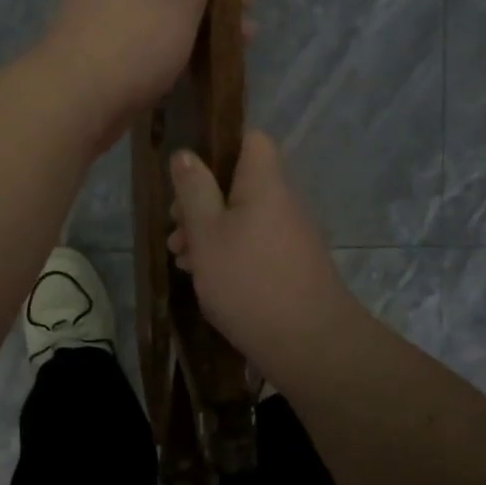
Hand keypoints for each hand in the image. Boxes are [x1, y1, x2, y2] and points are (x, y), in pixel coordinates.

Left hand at [38, 0, 233, 150]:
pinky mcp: (105, 54)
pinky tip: (201, 63)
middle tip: (247, 10)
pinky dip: (175, 46)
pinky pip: (147, 41)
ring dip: (198, 23)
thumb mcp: (179, 0)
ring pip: (160, 12)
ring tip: (239, 42)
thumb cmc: (135, 41)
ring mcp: (105, 18)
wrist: (75, 101)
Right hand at [167, 131, 355, 370]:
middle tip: (175, 228)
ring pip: (241, 216)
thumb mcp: (206, 233)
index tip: (189, 172)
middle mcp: (281, 202)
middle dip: (201, 200)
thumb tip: (185, 154)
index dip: (220, 145)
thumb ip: (193, 191)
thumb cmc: (249, 281)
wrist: (310, 344)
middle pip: (239, 182)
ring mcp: (289, 235)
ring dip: (209, 231)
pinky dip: (228, 252)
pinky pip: (253, 243)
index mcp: (264, 184)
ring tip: (181, 258)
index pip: (252, 139)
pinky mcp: (290, 265)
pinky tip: (205, 278)